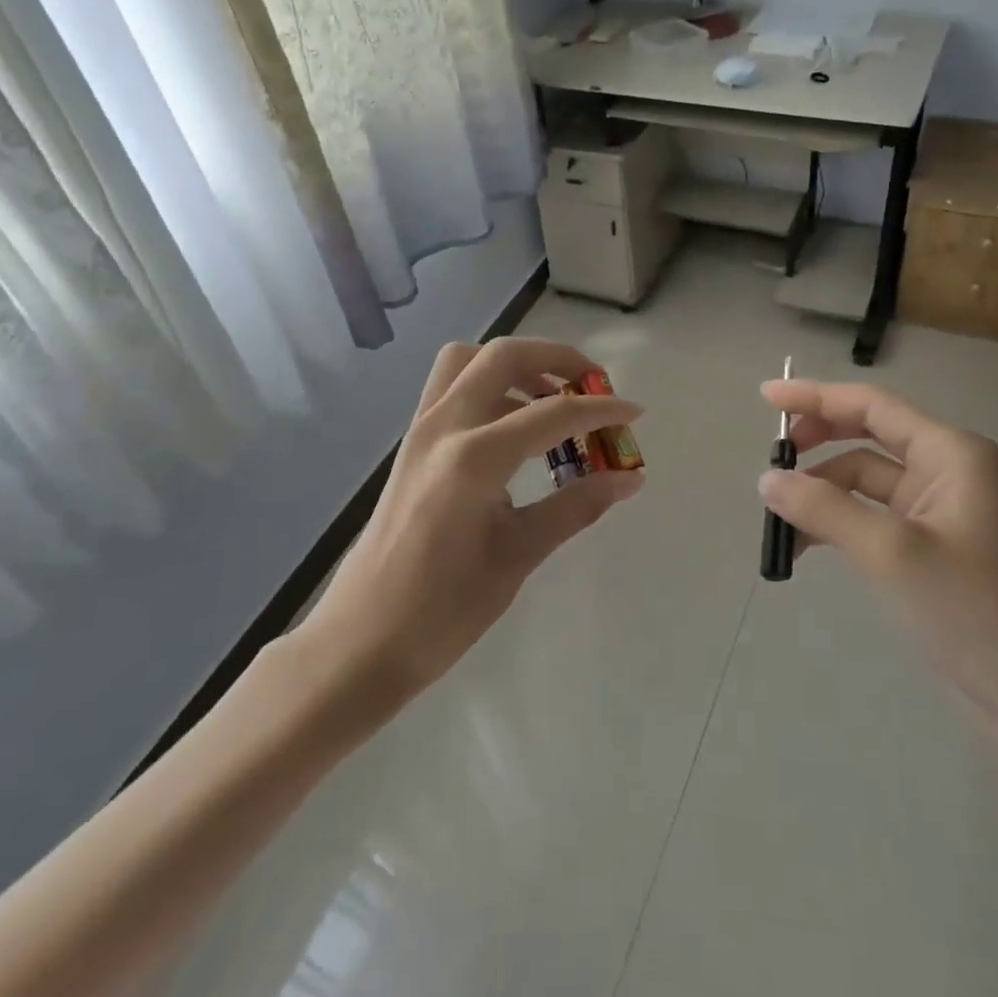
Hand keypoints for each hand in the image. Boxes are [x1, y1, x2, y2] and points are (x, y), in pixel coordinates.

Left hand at [295, 339, 644, 717]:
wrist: (362, 640)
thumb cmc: (444, 609)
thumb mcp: (519, 555)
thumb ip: (576, 506)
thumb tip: (629, 478)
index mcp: (473, 458)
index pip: (551, 414)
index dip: (600, 409)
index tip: (634, 413)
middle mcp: (442, 427)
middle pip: (502, 356)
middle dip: (556, 358)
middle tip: (592, 384)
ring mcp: (420, 432)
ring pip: (468, 361)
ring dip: (516, 366)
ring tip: (553, 402)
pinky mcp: (412, 446)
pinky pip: (452, 389)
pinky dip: (490, 387)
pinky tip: (516, 431)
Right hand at [758, 378, 997, 729]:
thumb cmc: (970, 611)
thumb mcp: (890, 553)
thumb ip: (825, 508)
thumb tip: (766, 480)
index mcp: (950, 453)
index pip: (872, 406)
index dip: (816, 397)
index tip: (766, 397)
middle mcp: (946, 468)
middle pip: (867, 434)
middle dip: (818, 442)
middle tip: (772, 458)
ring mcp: (938, 507)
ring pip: (863, 477)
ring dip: (821, 490)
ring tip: (779, 517)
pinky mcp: (928, 541)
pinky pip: (870, 512)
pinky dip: (836, 520)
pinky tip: (805, 544)